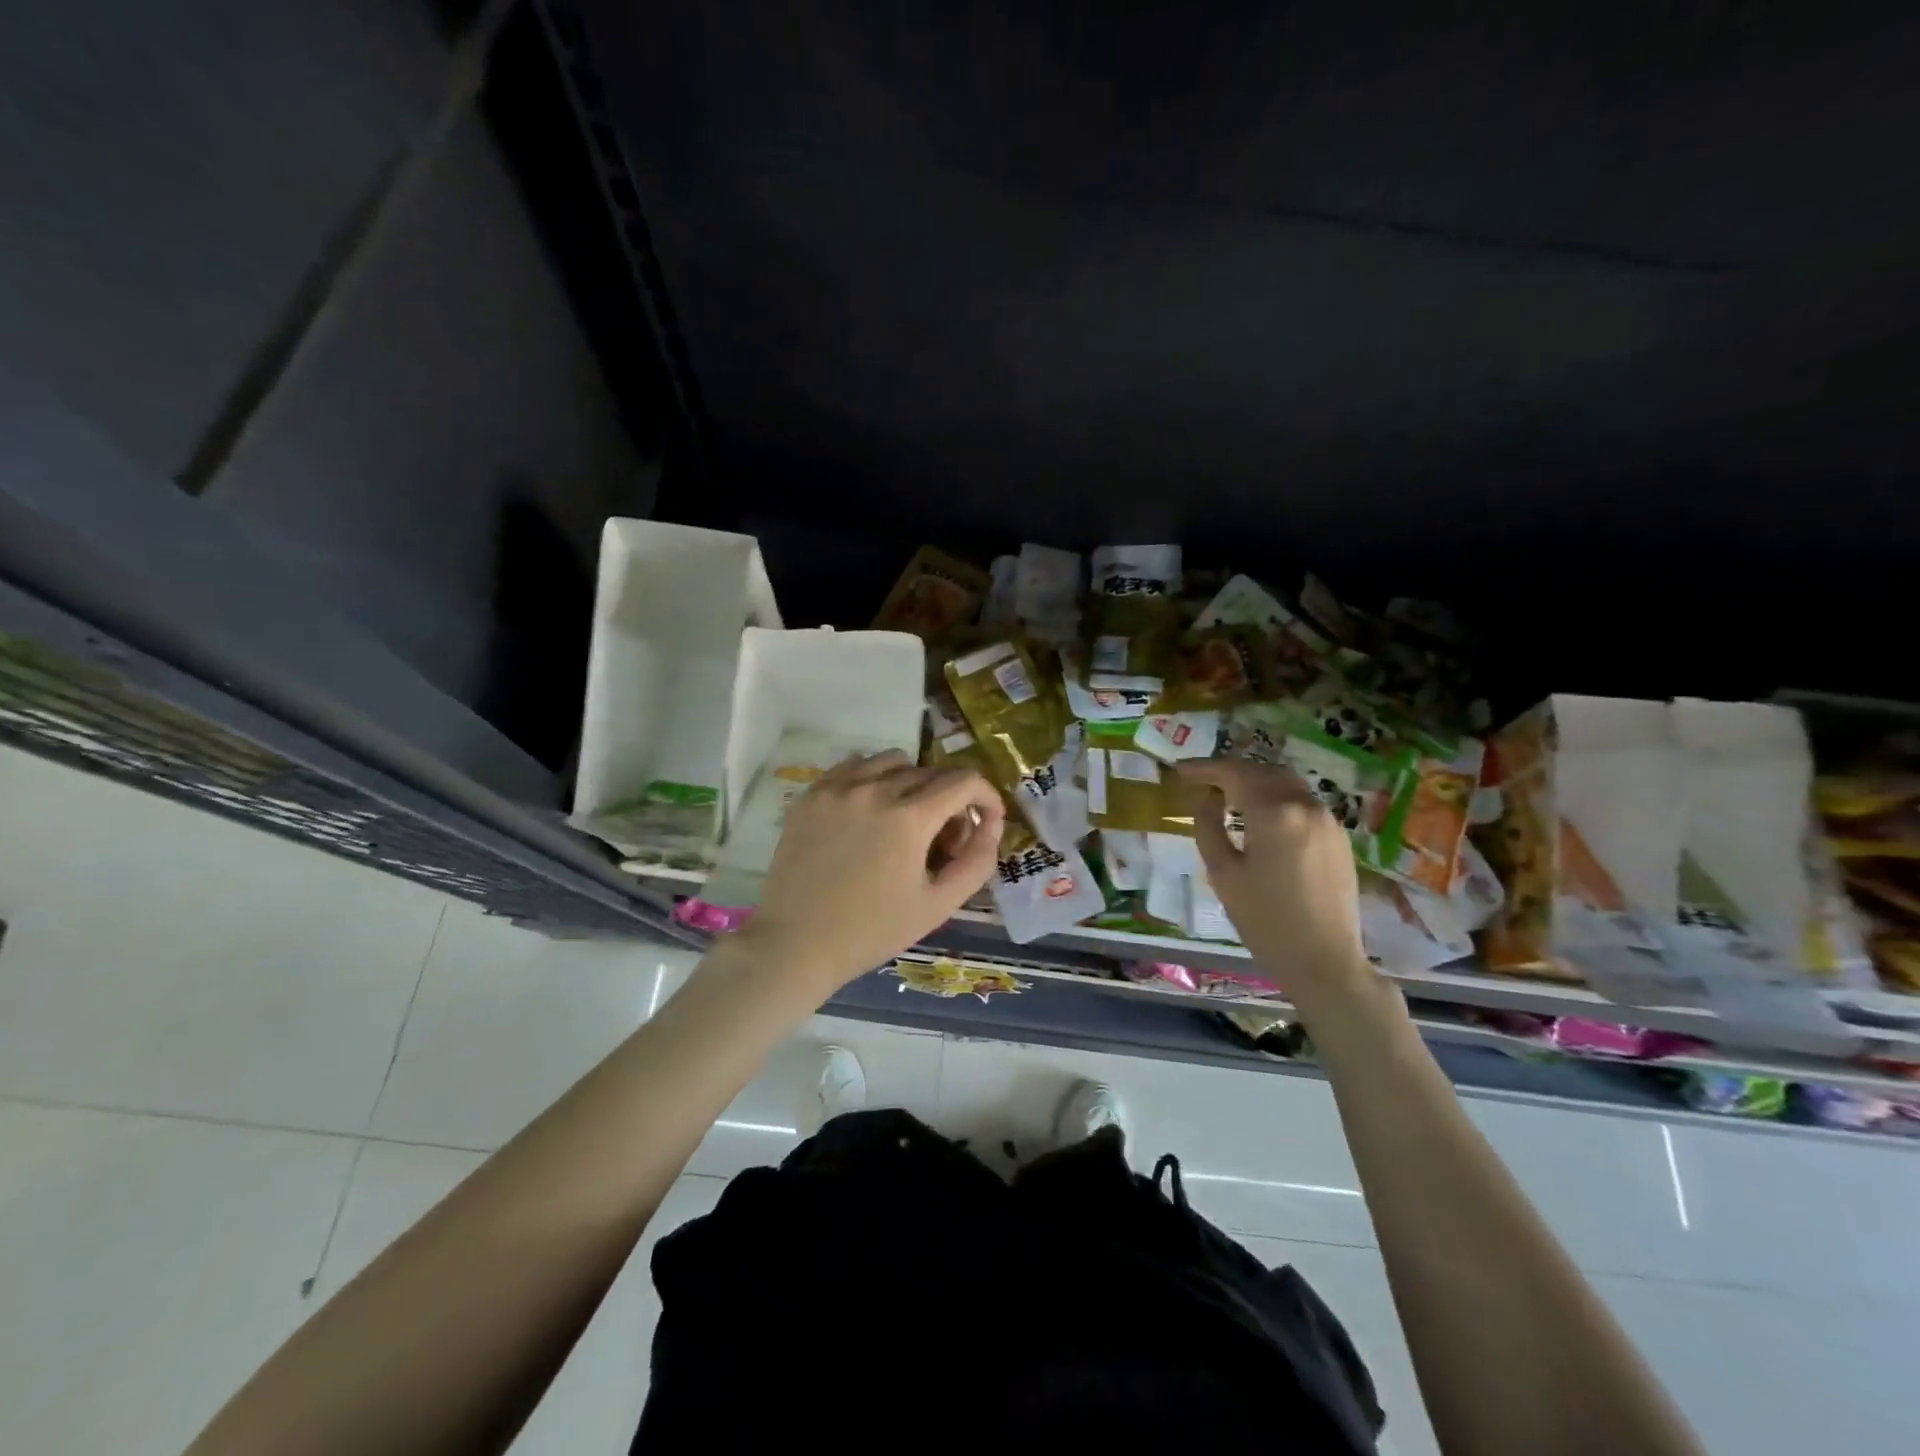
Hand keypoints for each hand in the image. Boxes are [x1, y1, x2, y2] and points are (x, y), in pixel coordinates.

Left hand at [739, 750, 1004, 1000]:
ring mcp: (838, 787)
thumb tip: (991, 824)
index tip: (985, 820)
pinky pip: (854, 766)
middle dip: (950, 800)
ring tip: (905, 821)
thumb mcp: (938, 905)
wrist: (795, 944)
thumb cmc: (872, 931)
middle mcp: (875, 789)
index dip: (986, 797)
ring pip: (893, 761)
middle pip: (931, 773)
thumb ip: (976, 861)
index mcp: (909, 817)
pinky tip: (870, 811)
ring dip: (913, 783)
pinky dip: (873, 778)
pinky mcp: (811, 794)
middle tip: (943, 841)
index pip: (964, 781)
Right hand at [1178, 758, 1376, 1011]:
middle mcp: (1305, 806)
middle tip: (1202, 782)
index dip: (1204, 768)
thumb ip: (1208, 826)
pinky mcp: (1339, 837)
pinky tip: (1262, 819)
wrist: (1324, 962)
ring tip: (1229, 797)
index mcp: (1274, 813)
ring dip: (1256, 784)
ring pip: (1286, 785)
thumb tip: (1206, 798)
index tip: (1180, 771)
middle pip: (1263, 772)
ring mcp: (1328, 820)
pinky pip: (1303, 804)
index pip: (1234, 774)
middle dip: (1231, 772)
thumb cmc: (1265, 921)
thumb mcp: (1223, 874)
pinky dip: (1277, 800)